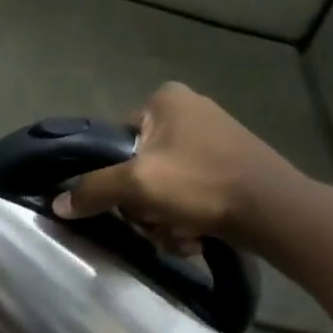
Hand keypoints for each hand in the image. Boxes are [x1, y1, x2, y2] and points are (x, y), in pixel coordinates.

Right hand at [52, 83, 304, 252]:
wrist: (274, 211)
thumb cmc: (201, 184)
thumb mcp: (136, 185)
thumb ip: (92, 191)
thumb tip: (58, 205)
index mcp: (166, 100)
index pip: (115, 142)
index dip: (115, 176)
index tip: (128, 199)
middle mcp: (189, 110)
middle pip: (137, 169)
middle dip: (143, 205)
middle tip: (155, 219)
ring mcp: (212, 139)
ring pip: (160, 188)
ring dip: (162, 218)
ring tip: (180, 231)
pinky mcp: (228, 166)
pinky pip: (187, 194)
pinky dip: (186, 218)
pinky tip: (196, 232)